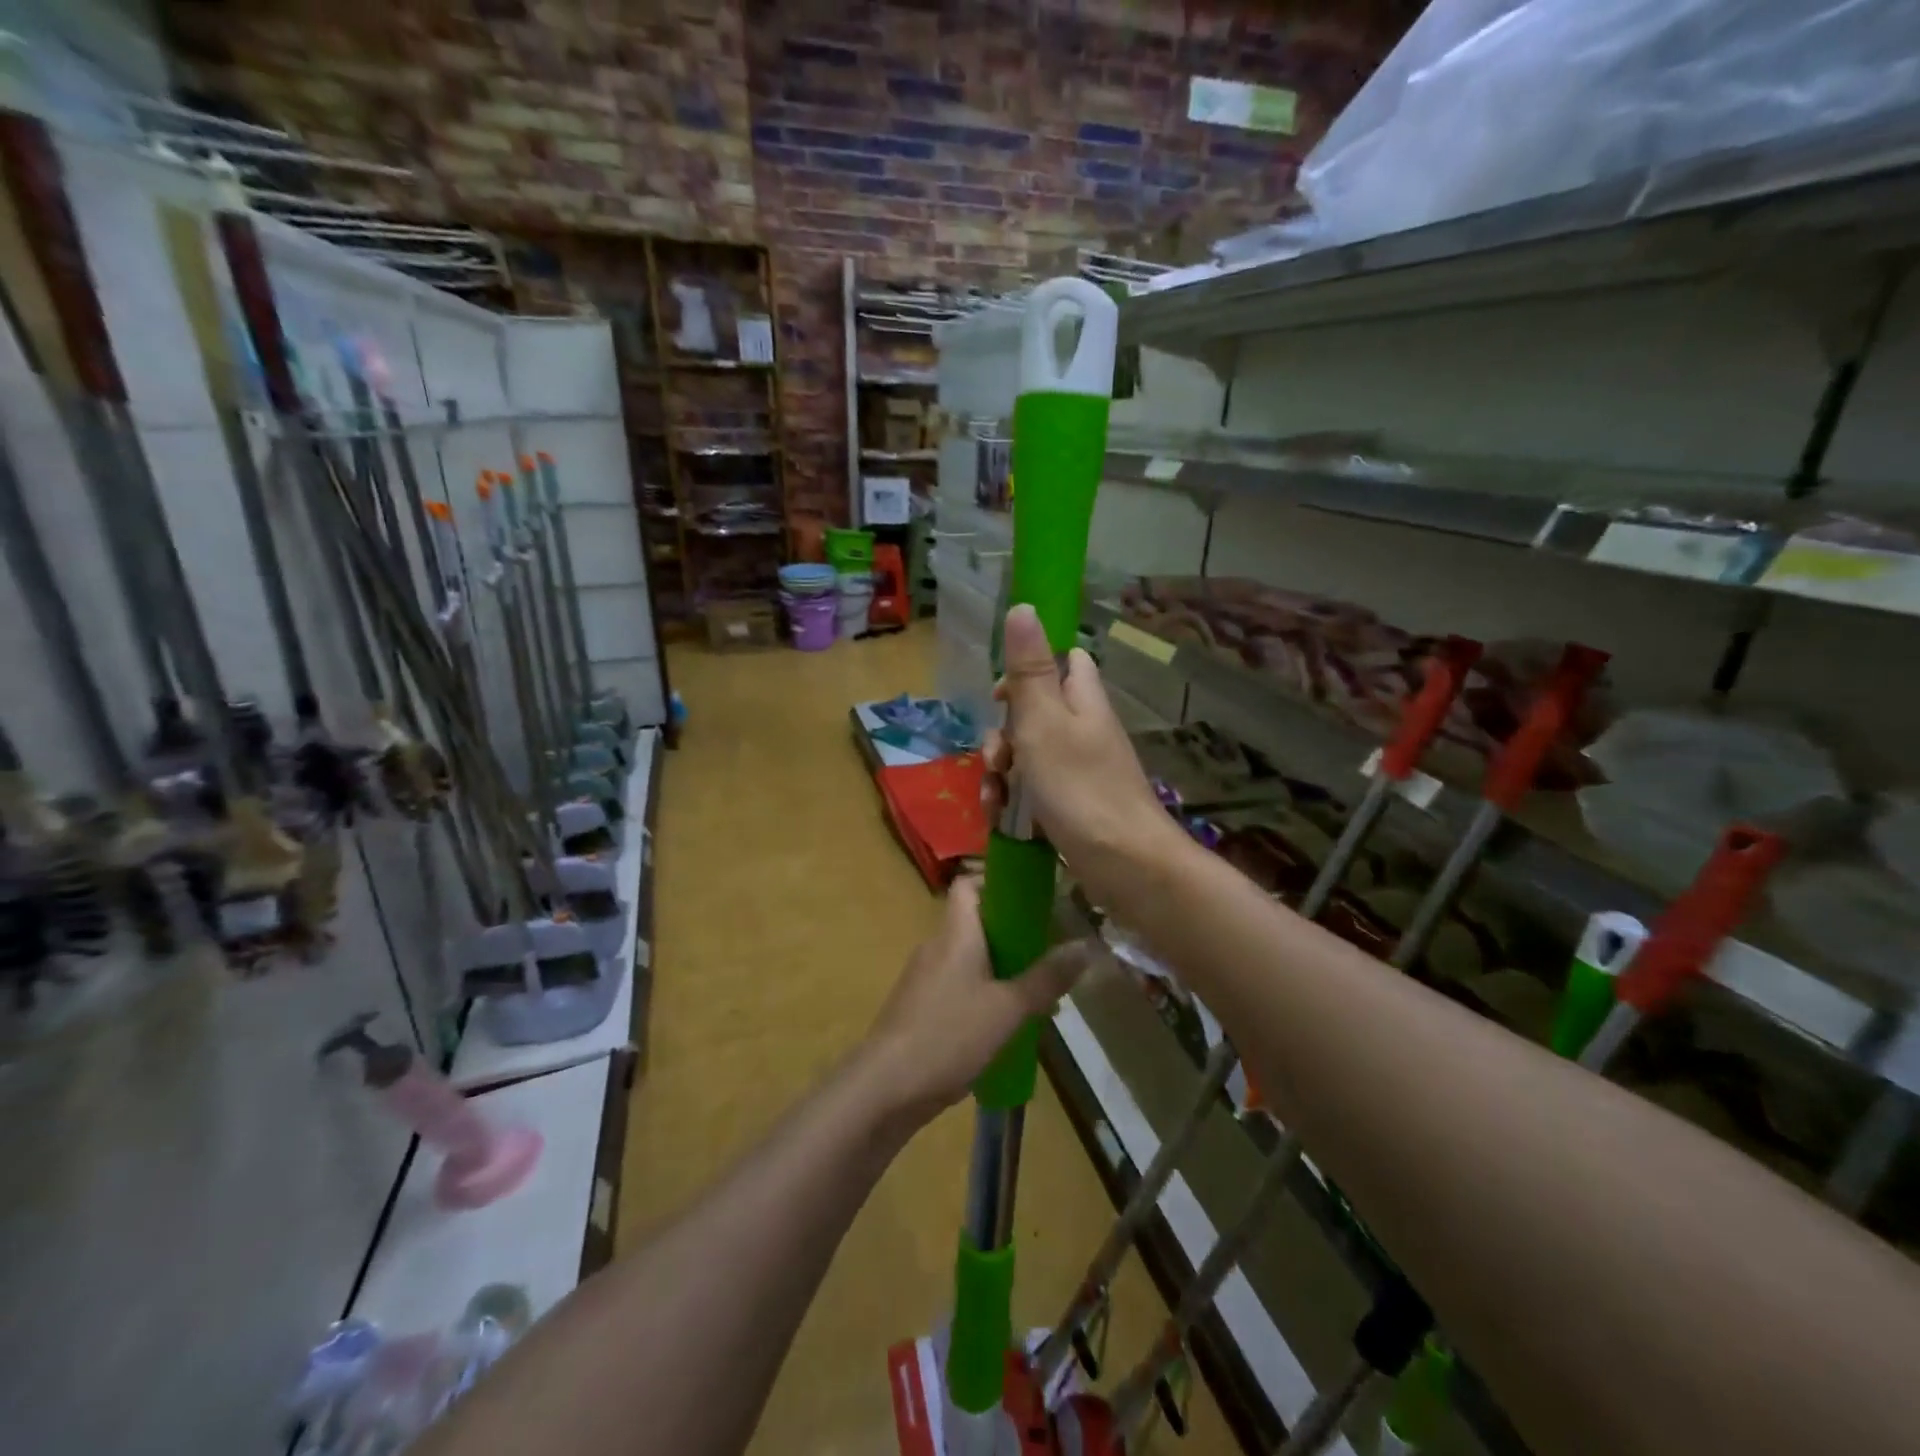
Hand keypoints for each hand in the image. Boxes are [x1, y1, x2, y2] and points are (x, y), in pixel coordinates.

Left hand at [865, 876, 1091, 1122]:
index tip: (1033, 897)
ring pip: (970, 959)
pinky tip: (1007, 1025)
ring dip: (1003, 970)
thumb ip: (1047, 977)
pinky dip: (984, 995)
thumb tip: (1087, 946)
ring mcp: (925, 978)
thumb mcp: (1009, 1008)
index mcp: (955, 932)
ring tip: (1040, 995)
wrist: (887, 1088)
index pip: (968, 884)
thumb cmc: (949, 1035)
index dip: (998, 881)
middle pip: (976, 923)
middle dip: (1014, 935)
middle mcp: (936, 946)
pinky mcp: (920, 1008)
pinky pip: (958, 987)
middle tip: (1051, 951)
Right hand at [983, 604, 1185, 904]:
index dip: (1028, 670)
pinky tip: (1001, 821)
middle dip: (1003, 735)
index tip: (1001, 695)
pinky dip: (1014, 802)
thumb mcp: (1044, 722)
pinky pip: (1035, 791)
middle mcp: (1085, 730)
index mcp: (1083, 700)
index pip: (1063, 661)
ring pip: (1028, 756)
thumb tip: (1024, 604)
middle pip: (1035, 713)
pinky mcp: (1073, 805)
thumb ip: (1029, 670)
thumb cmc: (1080, 787)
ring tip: (994, 800)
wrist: (1125, 865)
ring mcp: (1080, 770)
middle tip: (997, 758)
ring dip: (1001, 774)